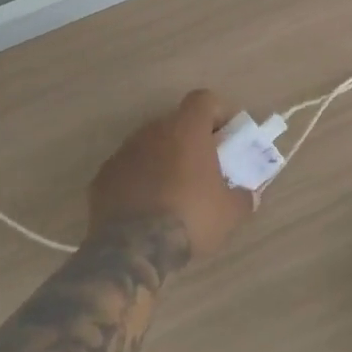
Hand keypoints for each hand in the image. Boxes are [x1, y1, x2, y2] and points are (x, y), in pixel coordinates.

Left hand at [87, 90, 252, 259]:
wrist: (132, 251)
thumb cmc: (190, 218)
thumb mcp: (230, 212)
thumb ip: (243, 196)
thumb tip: (248, 195)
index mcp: (186, 129)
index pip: (204, 99)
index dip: (218, 113)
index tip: (226, 137)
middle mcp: (152, 131)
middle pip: (176, 123)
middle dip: (191, 140)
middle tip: (203, 168)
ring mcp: (123, 153)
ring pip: (150, 145)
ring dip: (163, 159)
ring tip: (174, 191)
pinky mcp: (102, 178)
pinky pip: (128, 169)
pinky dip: (139, 180)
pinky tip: (146, 208)